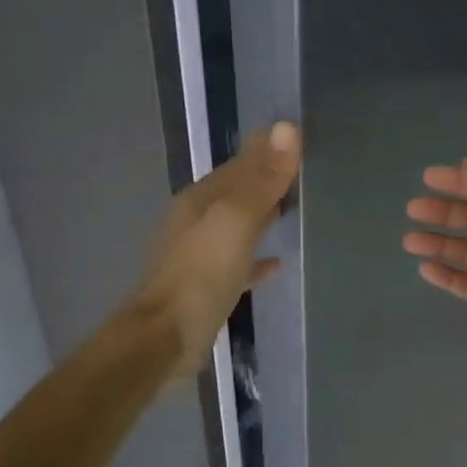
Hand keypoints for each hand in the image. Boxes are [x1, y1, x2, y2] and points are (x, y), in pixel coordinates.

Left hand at [135, 122, 299, 379]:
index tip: (297, 139)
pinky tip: (276, 265)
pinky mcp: (205, 288)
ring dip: (261, 216)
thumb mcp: (236, 221)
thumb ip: (262, 179)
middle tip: (301, 172)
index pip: (239, 164)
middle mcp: (196, 222)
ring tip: (292, 210)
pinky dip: (255, 259)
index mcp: (200, 201)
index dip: (266, 150)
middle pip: (236, 193)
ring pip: (236, 226)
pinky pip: (237, 264)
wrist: (165, 338)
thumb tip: (287, 128)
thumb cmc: (202, 275)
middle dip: (264, 181)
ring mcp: (198, 256)